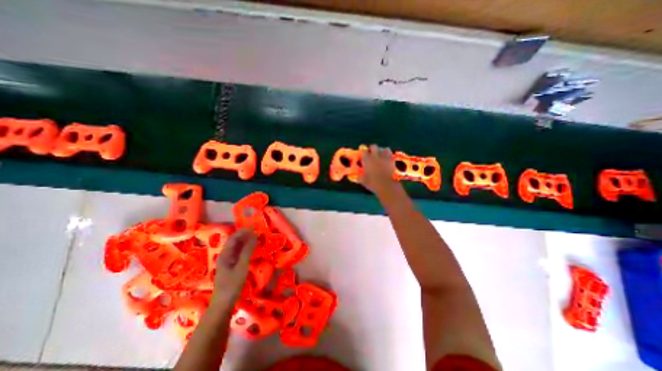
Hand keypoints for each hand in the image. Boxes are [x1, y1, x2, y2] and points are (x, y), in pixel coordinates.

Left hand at [211, 229, 256, 307]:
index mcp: (225, 254)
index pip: (233, 237)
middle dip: (245, 235)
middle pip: (234, 242)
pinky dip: (246, 249)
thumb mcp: (242, 266)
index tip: (255, 228)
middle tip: (258, 232)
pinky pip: (239, 254)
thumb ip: (247, 250)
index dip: (243, 231)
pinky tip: (252, 250)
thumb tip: (254, 236)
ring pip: (237, 247)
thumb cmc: (232, 285)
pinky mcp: (231, 267)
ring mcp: (227, 262)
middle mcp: (225, 256)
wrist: (223, 304)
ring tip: (257, 239)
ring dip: (246, 242)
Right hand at [362, 143, 396, 196]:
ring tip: (379, 156)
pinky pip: (389, 151)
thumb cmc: (373, 183)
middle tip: (371, 155)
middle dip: (371, 149)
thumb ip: (359, 176)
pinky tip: (386, 157)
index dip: (363, 153)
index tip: (363, 157)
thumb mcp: (363, 180)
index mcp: (367, 160)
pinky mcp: (391, 159)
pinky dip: (387, 153)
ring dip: (380, 150)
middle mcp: (375, 155)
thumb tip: (357, 175)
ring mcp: (384, 156)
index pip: (363, 151)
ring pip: (382, 148)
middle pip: (373, 146)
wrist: (387, 185)